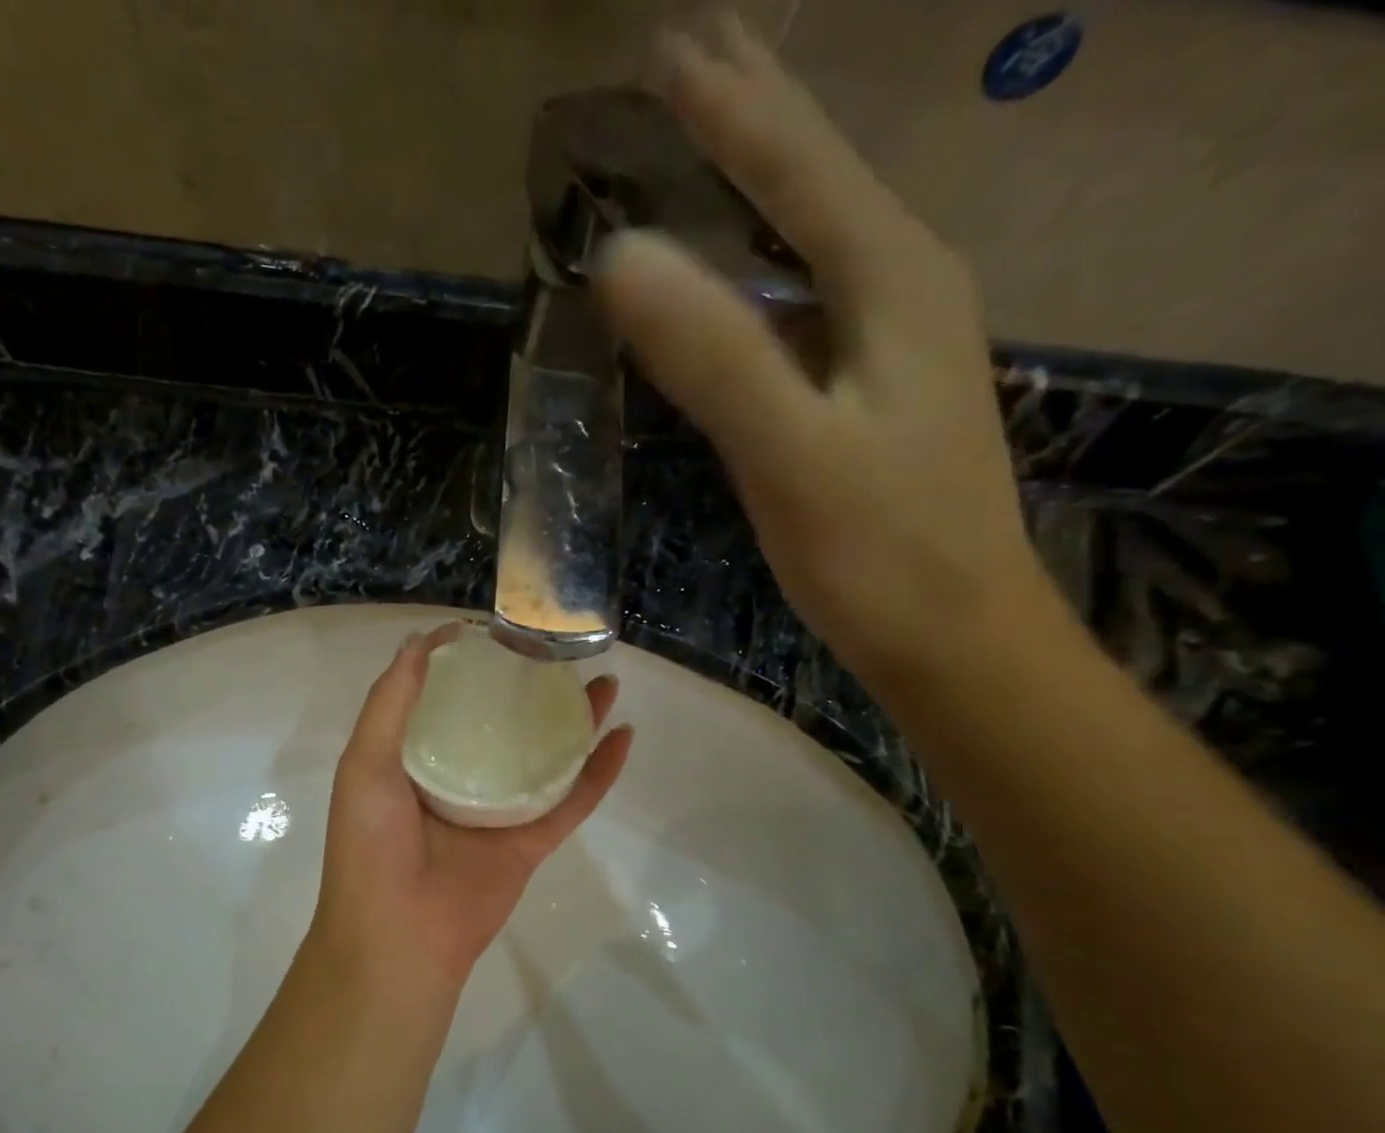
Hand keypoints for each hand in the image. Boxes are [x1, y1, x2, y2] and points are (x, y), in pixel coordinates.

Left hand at [309, 624, 633, 987]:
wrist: (399, 937)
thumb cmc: (372, 845)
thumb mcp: (365, 762)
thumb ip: (391, 702)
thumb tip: (421, 639)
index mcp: (412, 760)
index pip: (444, 700)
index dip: (469, 664)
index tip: (496, 630)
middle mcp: (456, 780)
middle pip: (501, 723)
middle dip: (529, 688)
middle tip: (559, 652)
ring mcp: (497, 811)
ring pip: (543, 756)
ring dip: (574, 721)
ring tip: (603, 681)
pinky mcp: (530, 842)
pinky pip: (572, 801)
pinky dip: (599, 772)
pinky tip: (624, 736)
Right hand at [594, 17, 1053, 686]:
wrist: (953, 632)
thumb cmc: (877, 551)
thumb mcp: (790, 453)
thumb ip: (713, 354)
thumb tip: (621, 256)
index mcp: (891, 281)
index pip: (800, 166)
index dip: (729, 105)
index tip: (664, 47)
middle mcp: (903, 287)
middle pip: (819, 179)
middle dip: (754, 114)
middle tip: (689, 55)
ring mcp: (894, 340)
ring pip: (816, 235)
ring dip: (759, 184)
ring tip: (708, 140)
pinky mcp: (875, 389)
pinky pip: (809, 297)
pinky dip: (764, 264)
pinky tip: (742, 271)